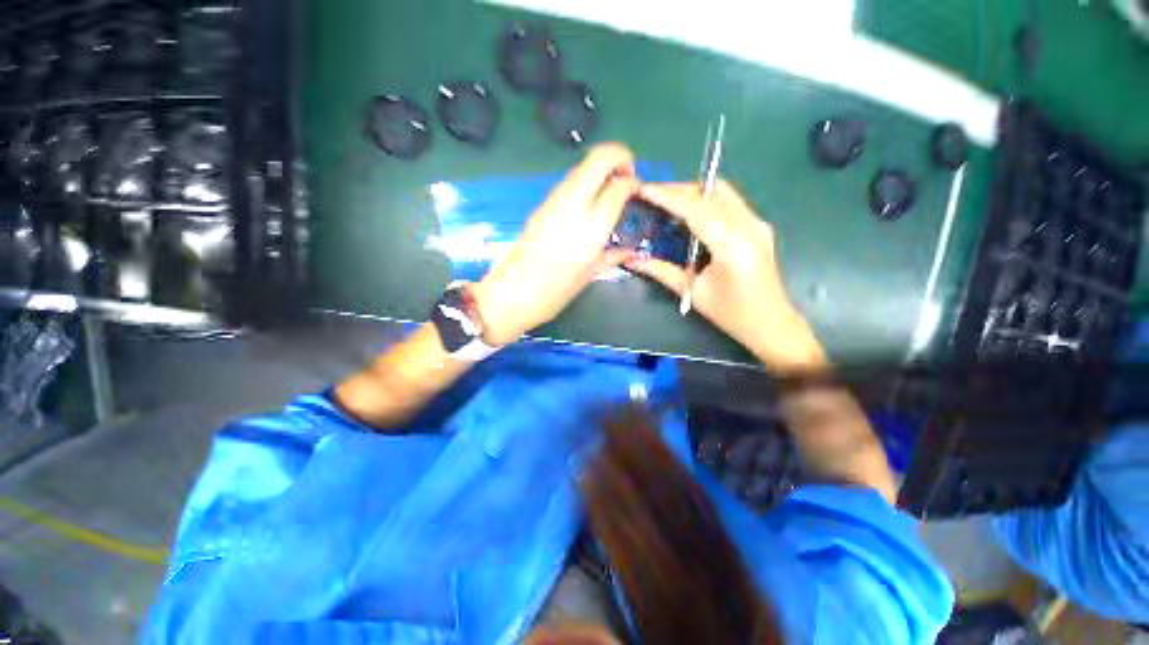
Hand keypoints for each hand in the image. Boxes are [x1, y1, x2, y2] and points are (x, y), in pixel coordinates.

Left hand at [472, 143, 640, 345]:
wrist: (511, 293)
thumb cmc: (554, 292)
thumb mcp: (589, 276)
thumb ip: (613, 257)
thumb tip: (630, 250)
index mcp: (591, 230)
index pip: (619, 187)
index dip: (633, 183)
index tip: (637, 190)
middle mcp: (573, 206)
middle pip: (599, 158)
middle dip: (620, 156)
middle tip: (627, 175)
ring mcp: (554, 202)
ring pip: (583, 166)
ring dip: (601, 168)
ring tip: (610, 190)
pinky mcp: (542, 204)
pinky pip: (569, 182)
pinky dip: (585, 181)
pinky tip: (588, 202)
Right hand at [627, 180, 827, 373]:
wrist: (771, 323)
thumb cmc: (731, 314)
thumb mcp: (692, 292)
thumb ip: (661, 271)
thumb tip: (632, 260)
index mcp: (733, 246)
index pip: (697, 210)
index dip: (668, 197)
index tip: (644, 189)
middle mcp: (750, 226)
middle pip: (712, 191)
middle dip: (680, 190)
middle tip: (653, 196)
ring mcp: (758, 223)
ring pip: (722, 193)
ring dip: (693, 193)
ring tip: (667, 204)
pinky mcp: (758, 226)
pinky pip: (729, 203)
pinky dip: (706, 202)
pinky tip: (690, 217)